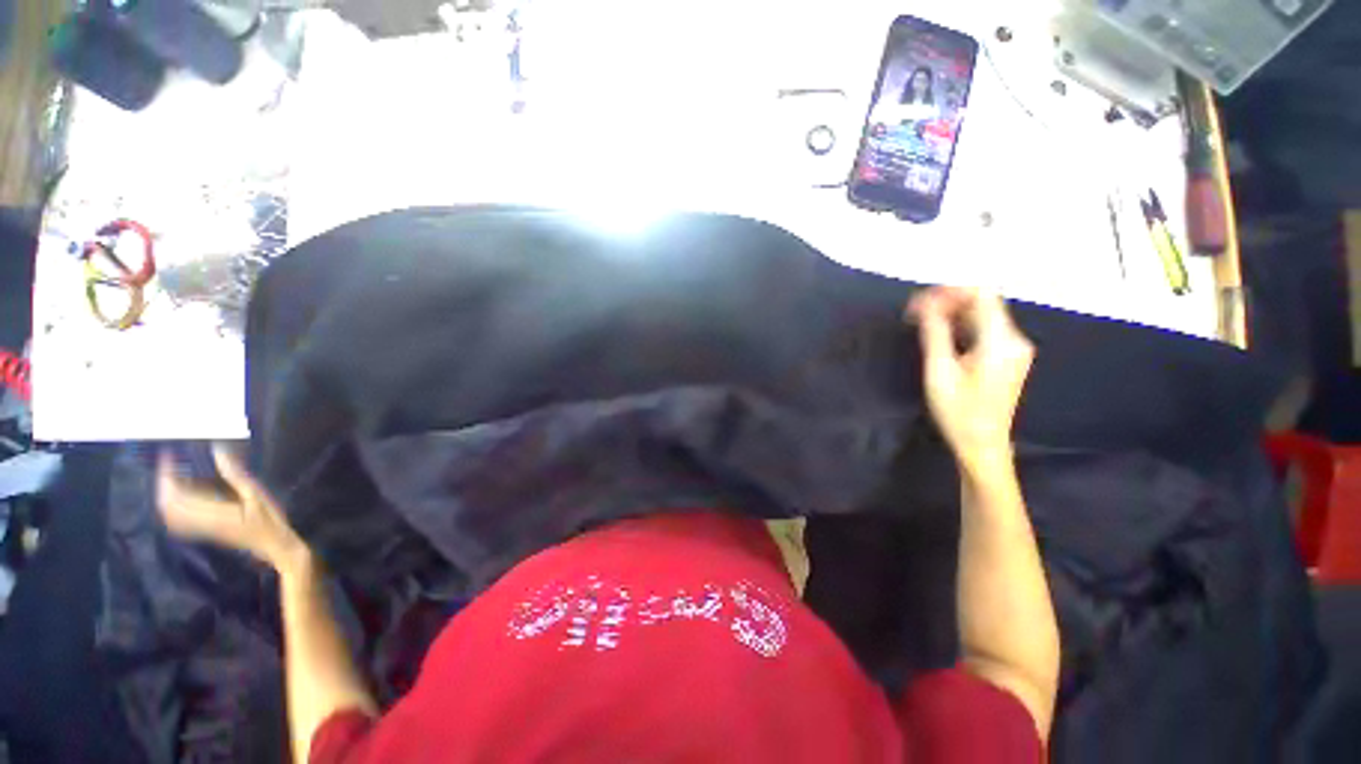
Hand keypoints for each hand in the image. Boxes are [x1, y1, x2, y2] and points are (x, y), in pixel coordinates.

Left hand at [158, 445, 307, 572]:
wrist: (273, 545)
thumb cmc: (269, 520)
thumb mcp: (258, 496)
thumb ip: (236, 476)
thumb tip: (218, 452)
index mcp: (211, 512)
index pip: (177, 495)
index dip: (167, 476)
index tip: (169, 457)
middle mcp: (200, 522)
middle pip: (167, 505)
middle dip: (163, 484)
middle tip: (169, 464)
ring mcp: (201, 529)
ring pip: (169, 514)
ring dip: (165, 495)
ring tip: (173, 476)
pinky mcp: (204, 531)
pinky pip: (178, 521)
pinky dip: (172, 507)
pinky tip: (179, 497)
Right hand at [907, 287, 1033, 469]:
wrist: (982, 445)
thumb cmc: (958, 412)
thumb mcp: (939, 372)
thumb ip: (934, 333)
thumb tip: (925, 304)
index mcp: (1000, 341)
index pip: (981, 295)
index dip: (949, 291)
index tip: (920, 301)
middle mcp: (1013, 340)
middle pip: (982, 303)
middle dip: (947, 301)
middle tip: (914, 312)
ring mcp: (1013, 349)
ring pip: (981, 315)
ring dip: (951, 313)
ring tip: (920, 321)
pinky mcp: (1006, 357)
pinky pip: (983, 329)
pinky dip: (959, 325)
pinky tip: (939, 334)